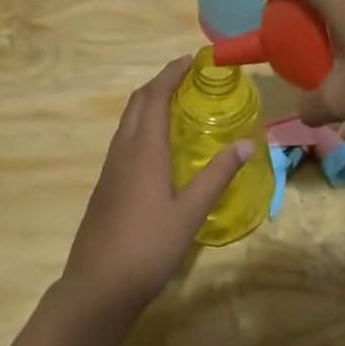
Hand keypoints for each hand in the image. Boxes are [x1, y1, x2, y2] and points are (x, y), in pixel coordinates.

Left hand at [61, 57, 254, 318]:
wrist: (98, 285)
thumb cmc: (149, 246)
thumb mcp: (191, 212)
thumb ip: (218, 175)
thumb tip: (247, 145)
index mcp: (144, 149)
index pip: (155, 96)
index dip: (171, 73)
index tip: (190, 60)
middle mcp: (123, 150)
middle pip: (137, 103)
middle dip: (159, 83)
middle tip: (186, 78)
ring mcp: (110, 168)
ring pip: (128, 121)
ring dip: (148, 103)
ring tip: (176, 104)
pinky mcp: (106, 185)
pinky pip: (124, 140)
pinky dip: (142, 126)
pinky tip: (158, 146)